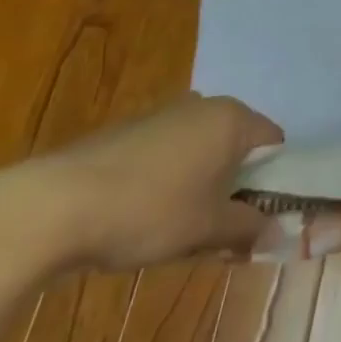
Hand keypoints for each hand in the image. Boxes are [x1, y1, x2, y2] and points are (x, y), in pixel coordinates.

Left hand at [3, 93, 284, 272]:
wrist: (58, 203)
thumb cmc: (150, 210)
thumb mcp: (206, 228)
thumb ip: (248, 229)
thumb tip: (282, 236)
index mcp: (233, 119)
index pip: (274, 144)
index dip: (275, 181)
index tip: (260, 220)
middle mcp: (206, 105)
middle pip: (238, 146)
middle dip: (235, 188)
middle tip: (222, 233)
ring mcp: (166, 113)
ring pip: (202, 151)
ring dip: (202, 185)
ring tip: (181, 232)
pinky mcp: (133, 129)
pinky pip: (171, 152)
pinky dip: (171, 179)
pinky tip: (145, 217)